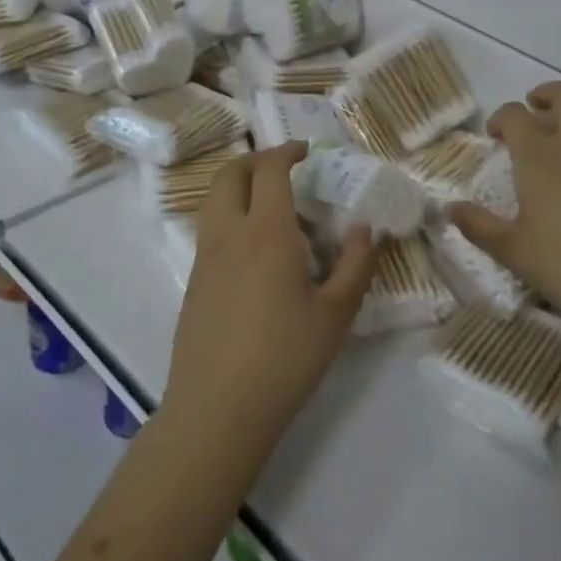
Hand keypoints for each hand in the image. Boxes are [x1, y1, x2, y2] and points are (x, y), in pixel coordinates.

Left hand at [164, 143, 377, 455]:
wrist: (218, 409)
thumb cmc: (285, 359)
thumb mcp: (335, 314)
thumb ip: (355, 264)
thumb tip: (366, 227)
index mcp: (267, 233)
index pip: (270, 170)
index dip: (287, 152)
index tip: (306, 151)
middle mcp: (229, 233)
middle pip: (231, 174)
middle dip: (256, 160)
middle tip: (285, 168)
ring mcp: (205, 256)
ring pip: (214, 199)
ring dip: (239, 185)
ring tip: (272, 205)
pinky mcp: (194, 280)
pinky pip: (210, 227)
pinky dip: (231, 214)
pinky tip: (255, 248)